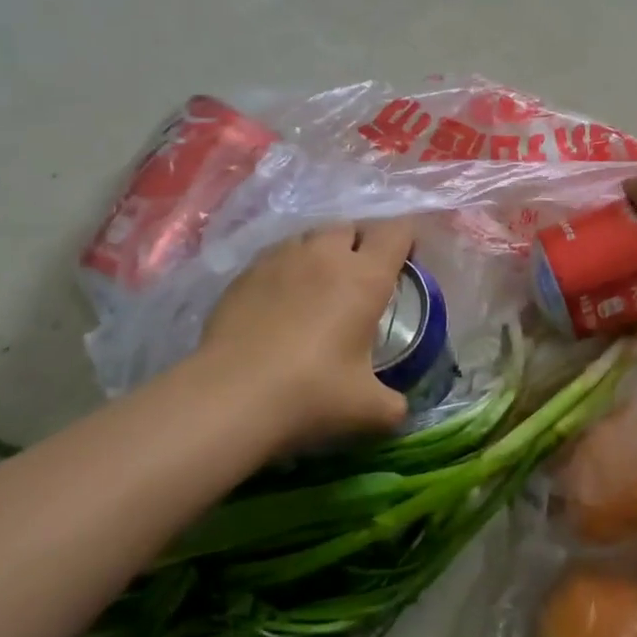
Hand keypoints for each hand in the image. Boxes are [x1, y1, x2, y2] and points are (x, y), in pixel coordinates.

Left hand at [197, 218, 416, 448]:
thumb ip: (392, 405)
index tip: (406, 261)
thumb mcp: (367, 409)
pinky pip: (276, 256)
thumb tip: (399, 410)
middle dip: (361, 243)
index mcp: (364, 277)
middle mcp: (325, 255)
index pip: (396, 231)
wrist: (230, 396)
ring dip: (323, 252)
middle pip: (351, 227)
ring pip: (310, 236)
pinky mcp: (245, 272)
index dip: (407, 238)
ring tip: (320, 284)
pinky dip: (288, 269)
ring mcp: (281, 258)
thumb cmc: (311, 394)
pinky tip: (281, 301)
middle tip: (362, 277)